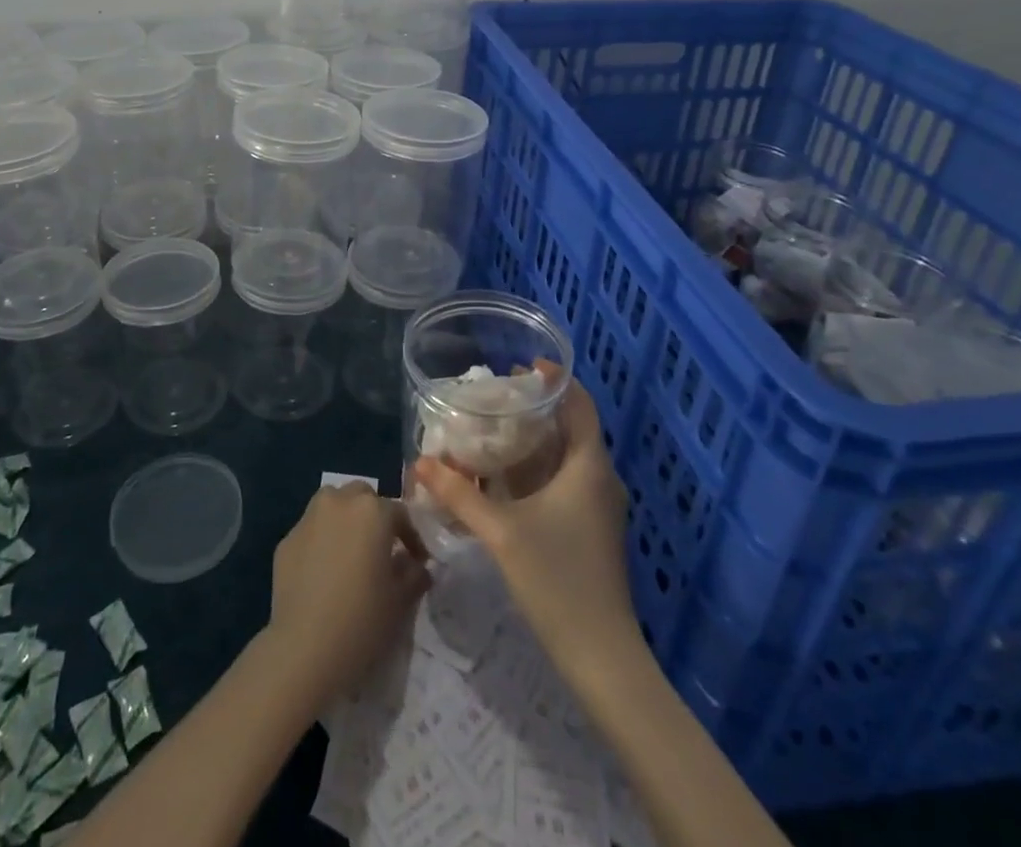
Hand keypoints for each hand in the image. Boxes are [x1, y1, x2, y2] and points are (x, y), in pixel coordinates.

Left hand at [263, 483, 429, 710]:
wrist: (305, 647)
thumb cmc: (363, 619)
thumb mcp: (401, 600)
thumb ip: (414, 574)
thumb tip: (416, 566)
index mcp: (372, 511)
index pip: (399, 513)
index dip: (411, 537)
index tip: (417, 561)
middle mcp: (338, 502)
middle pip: (362, 498)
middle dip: (374, 517)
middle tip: (381, 548)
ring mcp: (308, 519)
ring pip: (332, 505)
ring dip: (345, 519)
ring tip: (351, 552)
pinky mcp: (286, 540)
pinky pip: (311, 531)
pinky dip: (321, 540)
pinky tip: (324, 571)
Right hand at [412, 374, 635, 680]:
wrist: (601, 655)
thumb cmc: (557, 580)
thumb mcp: (502, 532)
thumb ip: (460, 494)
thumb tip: (420, 462)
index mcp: (589, 467)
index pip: (580, 405)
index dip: (556, 380)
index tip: (521, 366)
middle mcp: (600, 479)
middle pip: (573, 427)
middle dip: (538, 407)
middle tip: (496, 394)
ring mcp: (598, 506)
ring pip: (569, 456)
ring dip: (537, 438)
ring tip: (495, 426)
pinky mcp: (591, 528)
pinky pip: (567, 480)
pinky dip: (540, 466)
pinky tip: (506, 474)